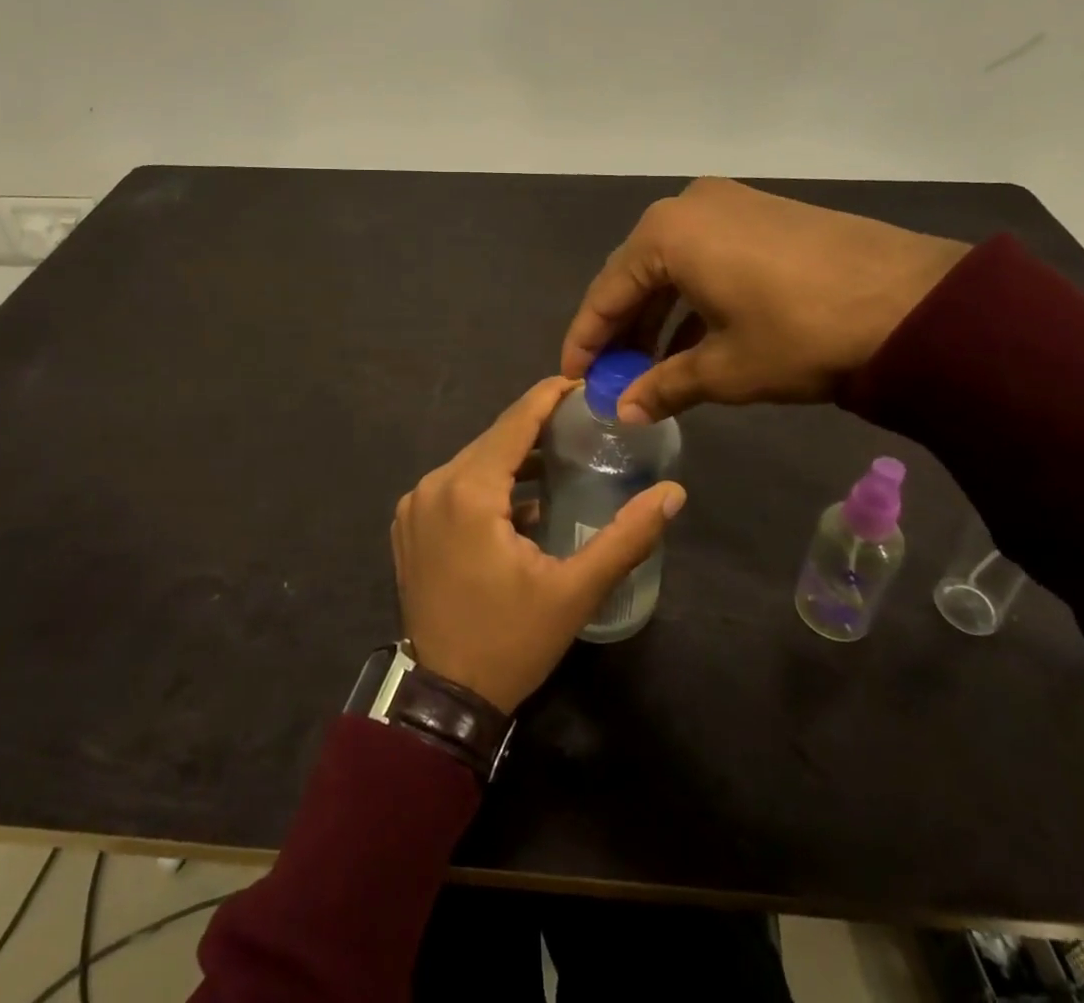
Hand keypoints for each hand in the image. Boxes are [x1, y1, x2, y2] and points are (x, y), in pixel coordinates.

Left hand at [391, 377, 685, 713]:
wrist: (443, 698)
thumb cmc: (510, 641)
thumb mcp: (574, 592)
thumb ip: (625, 536)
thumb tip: (674, 493)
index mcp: (467, 491)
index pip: (514, 422)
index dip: (549, 397)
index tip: (582, 384)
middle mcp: (433, 485)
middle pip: (493, 439)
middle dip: (535, 427)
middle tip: (582, 423)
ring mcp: (414, 505)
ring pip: (473, 461)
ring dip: (512, 457)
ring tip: (559, 456)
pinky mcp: (409, 524)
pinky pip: (453, 485)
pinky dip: (486, 483)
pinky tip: (520, 500)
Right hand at [560, 178, 969, 422]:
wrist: (915, 303)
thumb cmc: (799, 333)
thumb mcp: (725, 368)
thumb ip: (664, 385)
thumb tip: (625, 411)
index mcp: (666, 233)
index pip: (607, 291)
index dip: (587, 339)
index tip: (574, 376)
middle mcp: (690, 206)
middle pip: (638, 274)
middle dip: (624, 328)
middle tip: (613, 376)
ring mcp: (732, 204)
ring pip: (675, 266)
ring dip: (660, 316)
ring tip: (652, 366)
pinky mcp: (766, 215)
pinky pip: (709, 257)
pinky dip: (695, 298)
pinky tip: (695, 340)